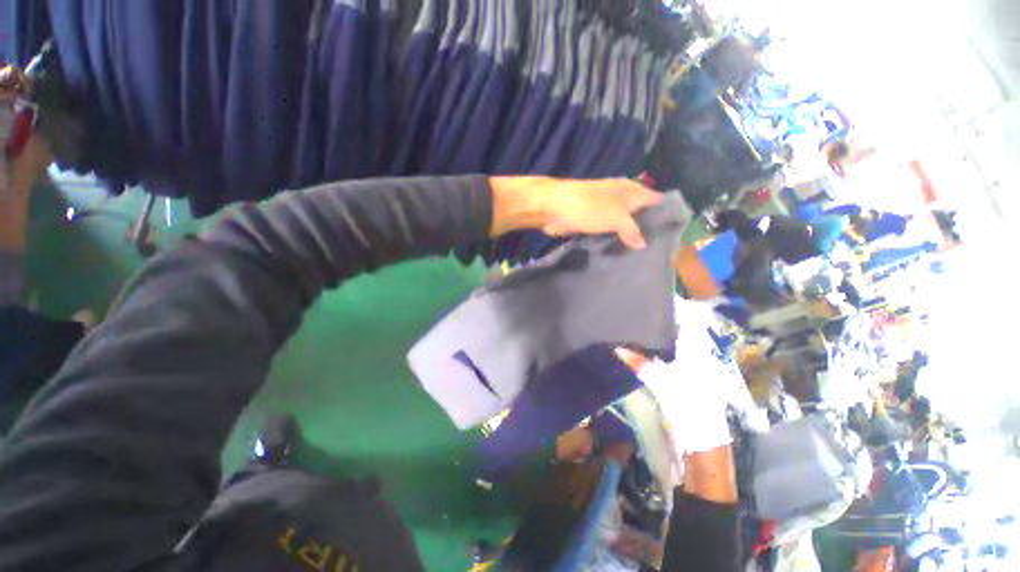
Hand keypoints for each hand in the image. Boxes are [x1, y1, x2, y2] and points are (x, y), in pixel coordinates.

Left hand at [489, 177, 661, 248]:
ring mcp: (605, 211)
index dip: (666, 214)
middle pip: (640, 215)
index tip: (674, 233)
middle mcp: (620, 199)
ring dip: (629, 238)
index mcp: (630, 191)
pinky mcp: (592, 223)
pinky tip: (620, 254)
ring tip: (642, 257)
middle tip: (658, 251)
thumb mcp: (616, 217)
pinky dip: (613, 241)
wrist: (553, 208)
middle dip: (647, 230)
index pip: (656, 201)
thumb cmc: (588, 207)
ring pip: (623, 225)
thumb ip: (632, 230)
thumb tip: (642, 244)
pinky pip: (608, 233)